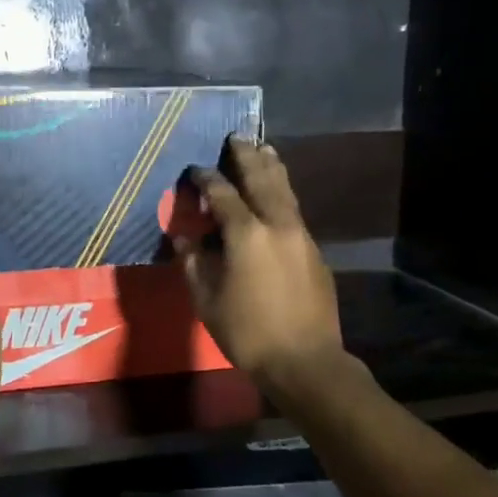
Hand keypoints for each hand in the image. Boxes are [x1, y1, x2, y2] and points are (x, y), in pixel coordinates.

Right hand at [174, 137, 343, 383]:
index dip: (206, 178)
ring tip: (265, 148)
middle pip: (262, 179)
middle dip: (247, 156)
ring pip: (286, 191)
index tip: (195, 169)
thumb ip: (193, 261)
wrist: (304, 360)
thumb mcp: (207, 299)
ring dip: (273, 167)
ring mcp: (301, 236)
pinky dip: (284, 193)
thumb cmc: (247, 331)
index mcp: (246, 234)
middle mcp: (277, 224)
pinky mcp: (314, 251)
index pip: (222, 194)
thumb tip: (183, 235)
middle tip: (237, 136)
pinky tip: (278, 195)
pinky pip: (295, 211)